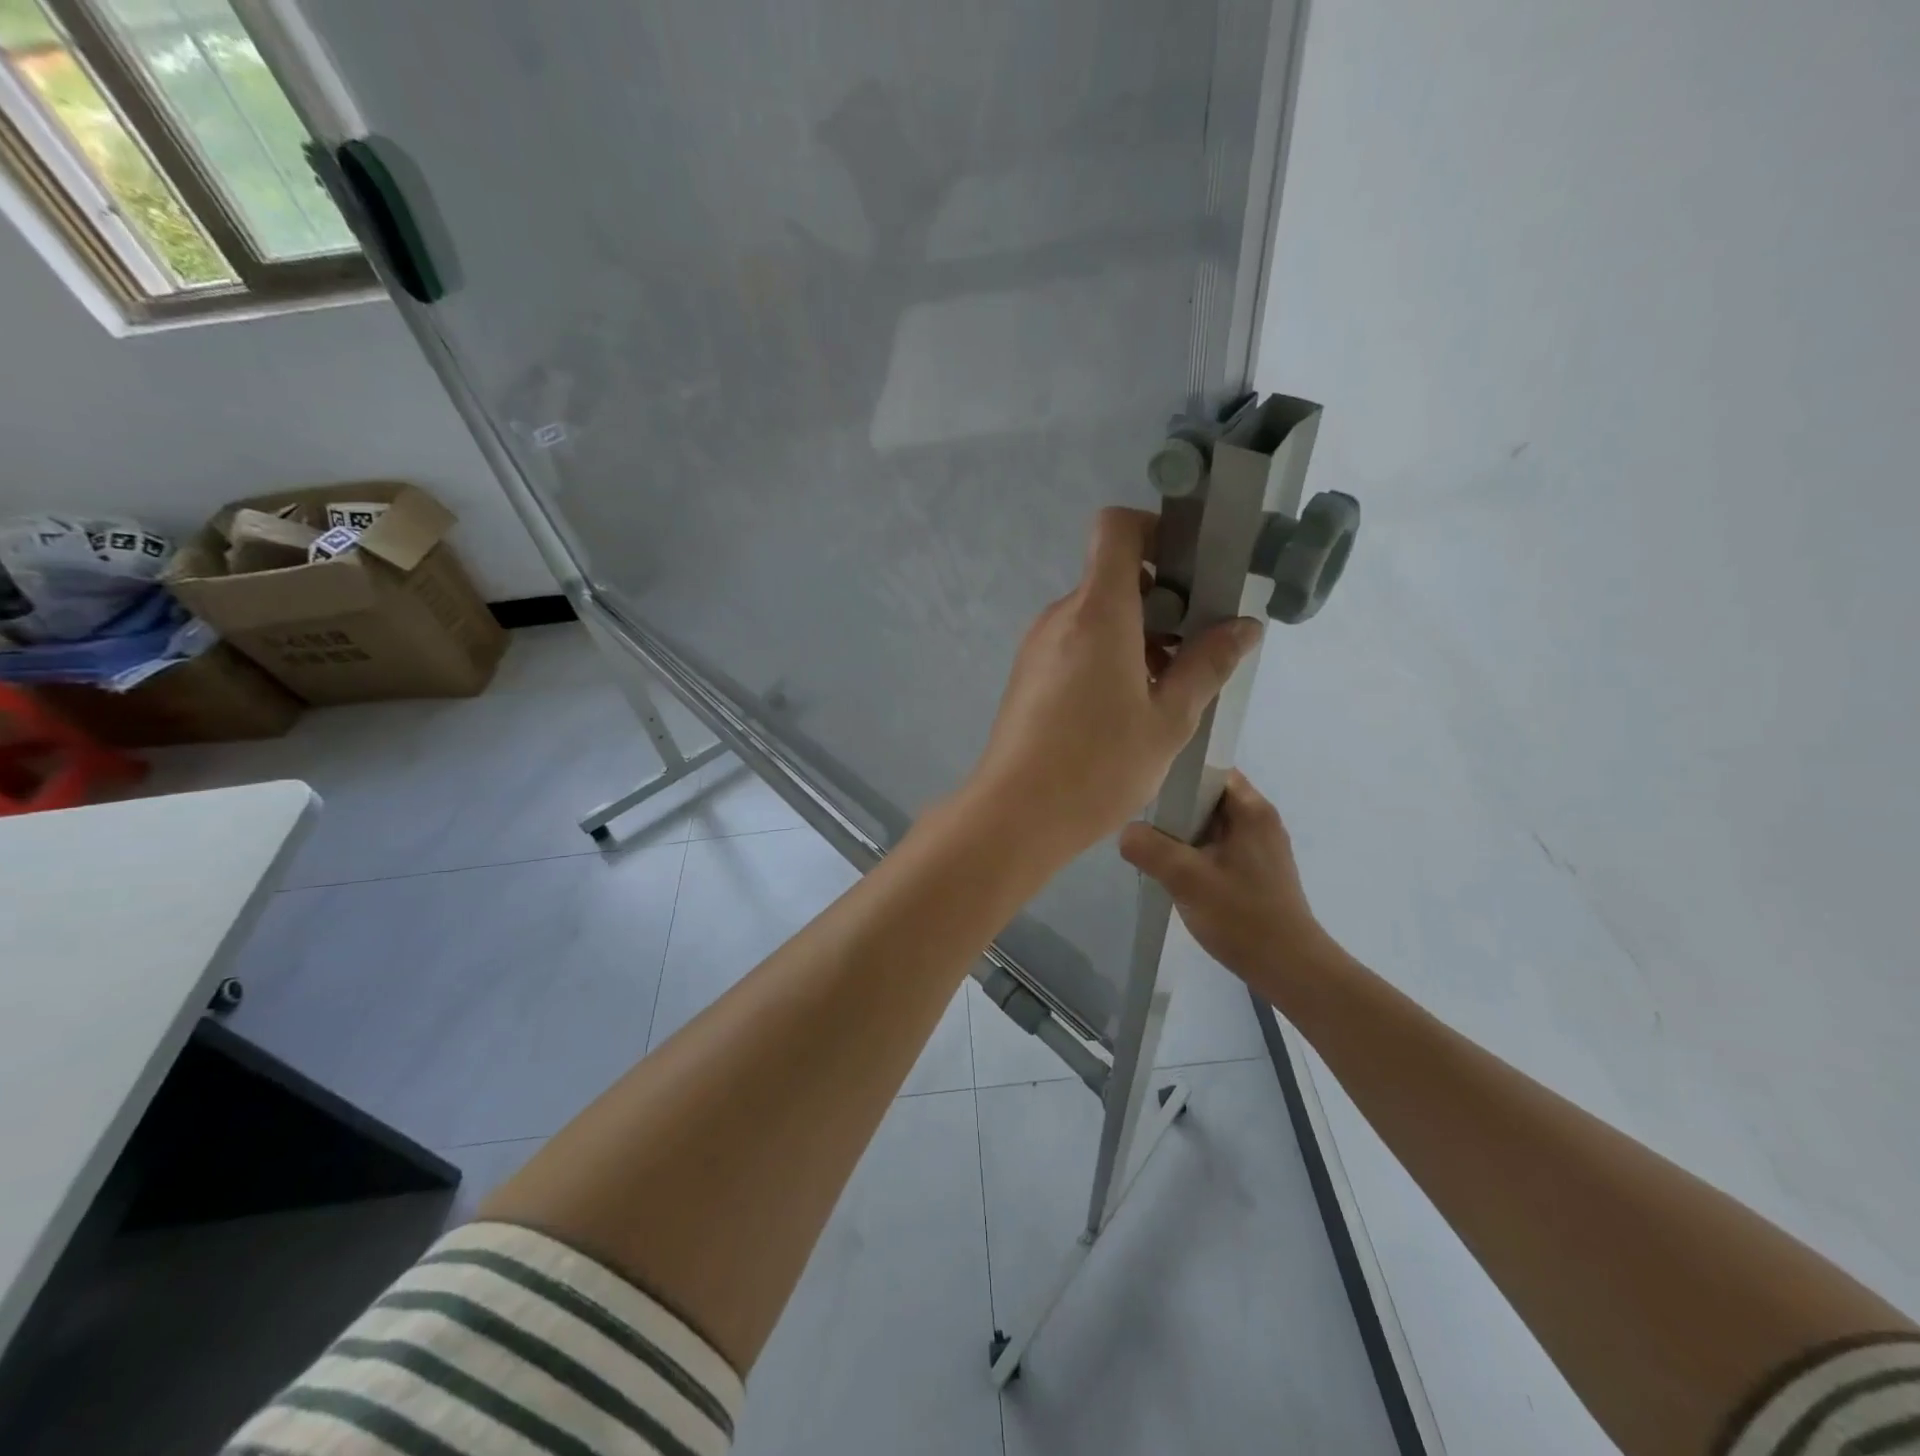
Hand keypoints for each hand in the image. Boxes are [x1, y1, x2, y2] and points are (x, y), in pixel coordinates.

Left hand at [965, 507, 1262, 861]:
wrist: (1015, 814)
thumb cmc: (1098, 766)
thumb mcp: (1169, 719)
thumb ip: (1207, 665)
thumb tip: (1243, 626)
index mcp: (1097, 612)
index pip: (1116, 529)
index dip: (1155, 531)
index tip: (1190, 568)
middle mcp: (1061, 617)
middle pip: (1113, 578)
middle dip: (1161, 600)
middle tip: (1198, 645)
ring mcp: (1039, 646)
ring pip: (1096, 617)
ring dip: (1137, 635)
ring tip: (1170, 687)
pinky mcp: (1028, 675)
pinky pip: (1076, 645)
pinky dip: (1108, 657)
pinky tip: (1130, 707)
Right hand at [1119, 770, 1336, 989]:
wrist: (1289, 969)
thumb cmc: (1242, 916)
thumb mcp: (1187, 879)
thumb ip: (1150, 848)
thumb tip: (1126, 832)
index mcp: (1252, 810)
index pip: (1211, 769)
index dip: (1179, 774)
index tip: (1148, 790)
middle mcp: (1260, 821)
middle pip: (1208, 798)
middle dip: (1175, 808)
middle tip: (1143, 823)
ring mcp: (1261, 848)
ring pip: (1211, 825)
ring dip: (1183, 835)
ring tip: (1153, 849)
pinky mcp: (1257, 872)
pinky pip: (1218, 848)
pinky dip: (1195, 854)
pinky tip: (1176, 874)